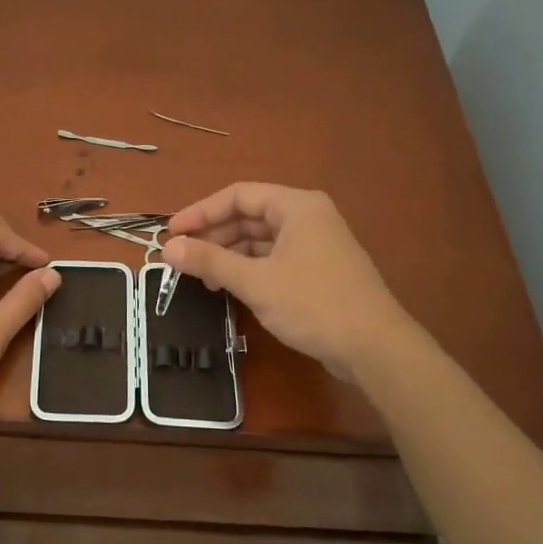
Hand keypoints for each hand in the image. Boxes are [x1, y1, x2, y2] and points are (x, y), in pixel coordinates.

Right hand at [164, 184, 411, 382]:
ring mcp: (315, 244)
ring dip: (229, 254)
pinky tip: (229, 286)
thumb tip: (168, 248)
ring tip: (201, 277)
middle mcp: (307, 217)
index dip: (200, 212)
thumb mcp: (255, 281)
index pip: (238, 195)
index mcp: (296, 206)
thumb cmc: (313, 304)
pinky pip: (274, 259)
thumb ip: (210, 260)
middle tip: (181, 258)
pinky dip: (249, 268)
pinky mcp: (318, 271)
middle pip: (249, 216)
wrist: (374, 348)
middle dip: (213, 235)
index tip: (171, 233)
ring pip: (261, 240)